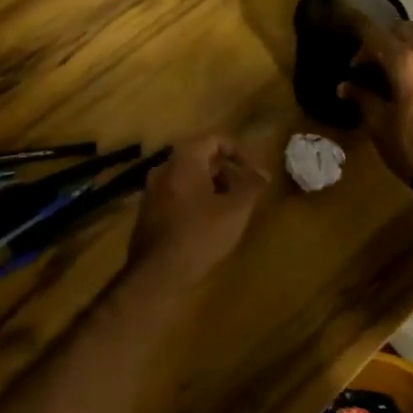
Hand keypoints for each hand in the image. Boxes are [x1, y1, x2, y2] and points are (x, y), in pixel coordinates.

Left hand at [125, 135, 269, 290]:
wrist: (157, 273)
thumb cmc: (200, 233)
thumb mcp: (236, 209)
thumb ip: (252, 185)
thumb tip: (263, 173)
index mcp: (184, 159)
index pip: (215, 139)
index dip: (239, 152)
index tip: (254, 173)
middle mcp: (164, 168)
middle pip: (201, 158)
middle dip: (227, 173)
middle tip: (246, 193)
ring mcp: (152, 191)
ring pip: (189, 178)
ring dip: (213, 188)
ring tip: (231, 211)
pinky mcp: (148, 212)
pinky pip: (177, 195)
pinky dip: (196, 201)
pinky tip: (209, 225)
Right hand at [338, 21, 412, 182]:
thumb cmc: (412, 146)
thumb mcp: (379, 125)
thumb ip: (362, 98)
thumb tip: (346, 86)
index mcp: (408, 60)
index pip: (377, 37)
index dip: (361, 50)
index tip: (355, 71)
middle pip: (406, 31)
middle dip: (387, 42)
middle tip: (375, 66)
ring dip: (409, 54)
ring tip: (398, 80)